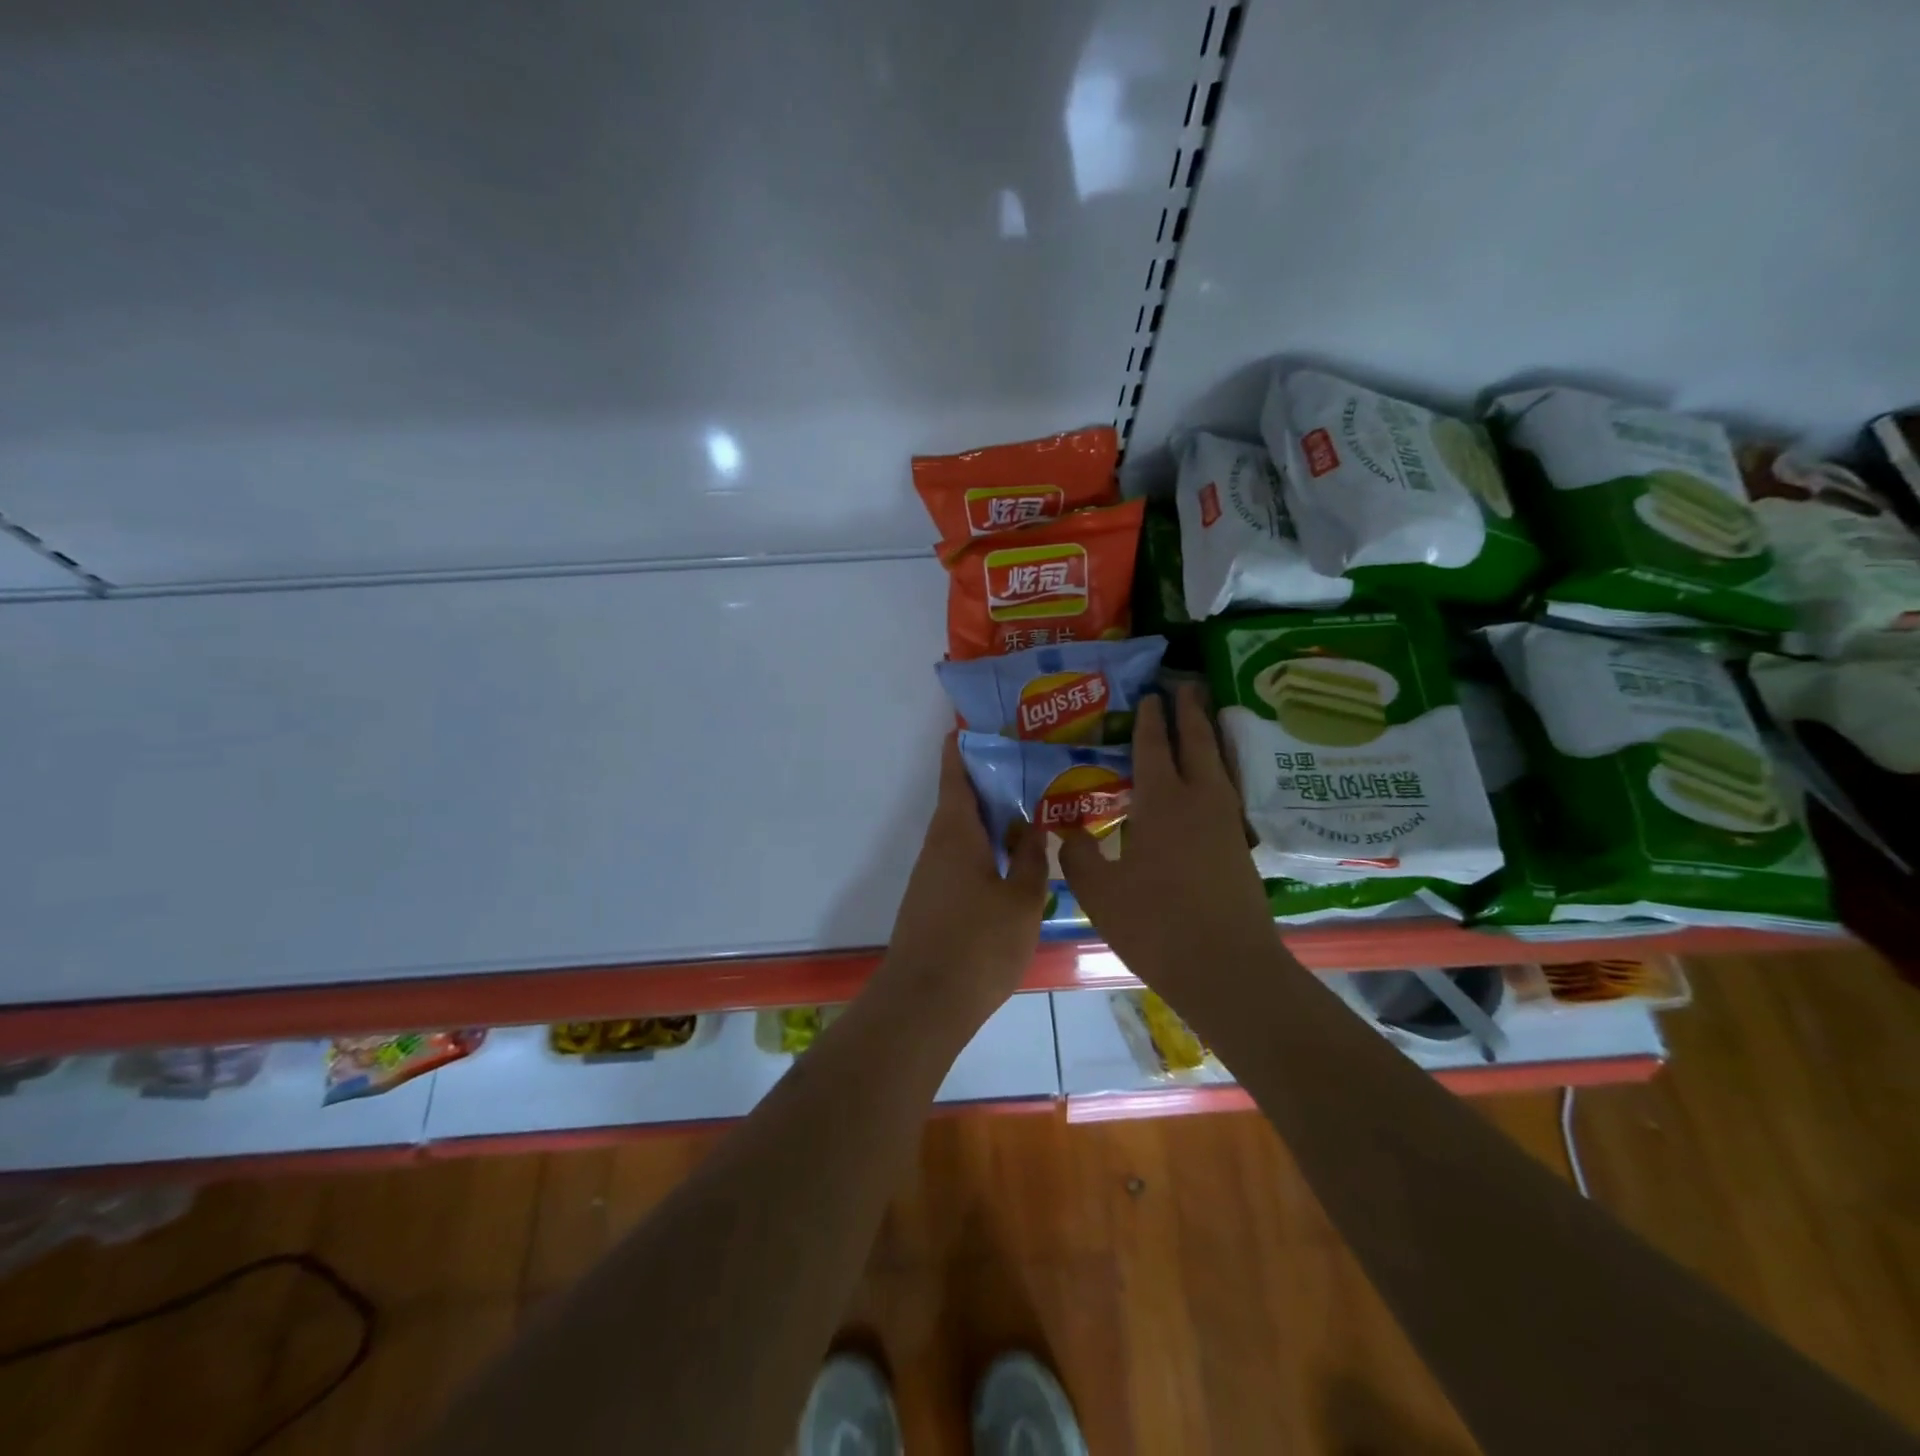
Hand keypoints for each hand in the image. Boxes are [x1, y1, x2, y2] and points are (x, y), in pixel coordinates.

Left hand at [876, 735, 1049, 1024]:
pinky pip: (961, 859)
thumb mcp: (1022, 900)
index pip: (955, 774)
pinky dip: (985, 849)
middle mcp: (938, 845)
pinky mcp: (933, 901)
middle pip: (961, 801)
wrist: (925, 1003)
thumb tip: (1032, 827)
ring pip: (963, 833)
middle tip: (1031, 768)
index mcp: (956, 832)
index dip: (963, 746)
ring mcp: (932, 875)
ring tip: (1032, 811)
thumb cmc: (978, 944)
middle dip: (991, 782)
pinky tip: (1013, 861)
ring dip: (991, 819)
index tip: (979, 724)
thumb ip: (1030, 860)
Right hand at [1059, 685, 1277, 988]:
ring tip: (1202, 720)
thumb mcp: (1100, 891)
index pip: (1153, 747)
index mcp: (1162, 802)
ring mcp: (1226, 824)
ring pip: (1219, 765)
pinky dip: (1217, 772)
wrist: (1227, 968)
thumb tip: (1068, 831)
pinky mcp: (1240, 847)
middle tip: (1185, 685)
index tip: (1149, 694)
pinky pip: (1226, 792)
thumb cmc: (1156, 923)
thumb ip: (1079, 855)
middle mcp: (1200, 801)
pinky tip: (1210, 784)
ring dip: (1209, 737)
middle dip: (1190, 712)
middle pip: (1198, 743)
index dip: (1149, 719)